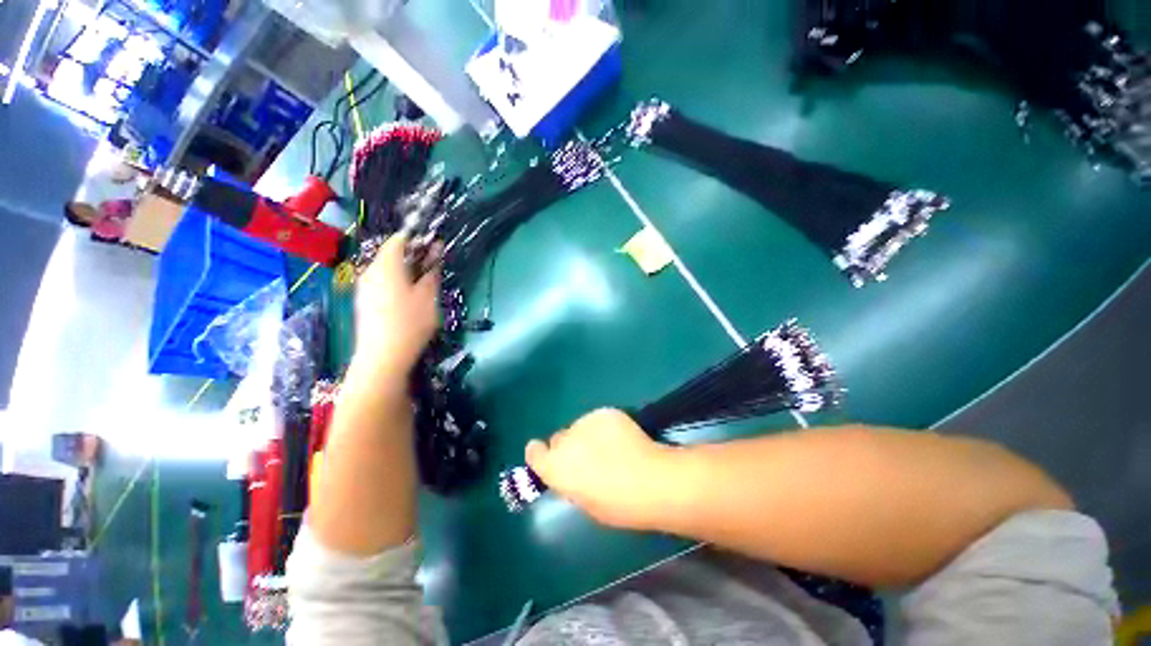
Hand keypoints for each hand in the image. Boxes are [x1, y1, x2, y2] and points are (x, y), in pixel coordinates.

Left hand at [354, 234, 439, 379]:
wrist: (382, 357)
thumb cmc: (410, 323)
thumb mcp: (428, 296)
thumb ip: (431, 271)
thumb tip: (435, 250)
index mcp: (387, 266)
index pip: (398, 240)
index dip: (417, 240)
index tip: (434, 248)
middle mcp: (370, 271)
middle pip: (390, 254)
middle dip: (412, 256)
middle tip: (432, 267)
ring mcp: (364, 287)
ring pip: (385, 269)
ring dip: (404, 270)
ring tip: (422, 284)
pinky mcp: (363, 301)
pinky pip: (380, 282)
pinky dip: (395, 282)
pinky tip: (407, 299)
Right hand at [525, 408, 674, 529]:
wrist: (650, 480)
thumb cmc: (618, 505)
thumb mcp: (586, 502)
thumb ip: (571, 481)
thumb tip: (572, 472)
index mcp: (555, 467)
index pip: (534, 452)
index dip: (540, 454)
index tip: (549, 458)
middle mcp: (565, 440)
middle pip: (559, 438)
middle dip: (569, 447)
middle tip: (589, 458)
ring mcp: (585, 422)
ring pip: (579, 427)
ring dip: (587, 436)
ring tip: (610, 448)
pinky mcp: (604, 412)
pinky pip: (598, 419)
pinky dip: (605, 427)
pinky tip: (621, 438)